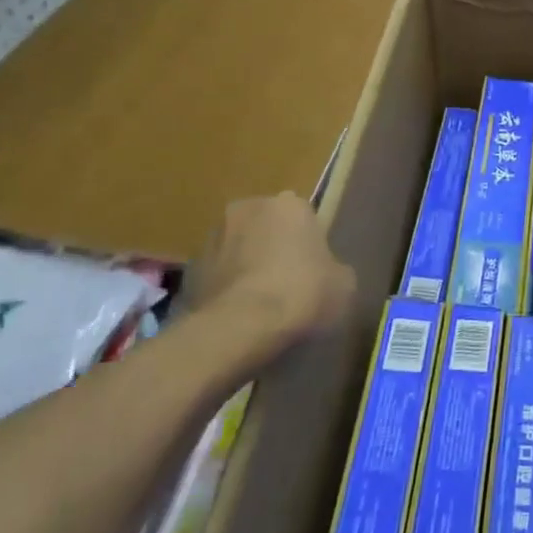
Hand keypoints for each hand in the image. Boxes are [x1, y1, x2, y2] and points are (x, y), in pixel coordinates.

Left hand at [187, 194, 355, 359]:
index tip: (314, 270)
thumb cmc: (302, 293)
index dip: (309, 244)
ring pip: (237, 248)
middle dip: (273, 247)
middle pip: (266, 226)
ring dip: (246, 266)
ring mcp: (212, 238)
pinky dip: (225, 288)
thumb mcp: (344, 284)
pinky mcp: (188, 269)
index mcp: (289, 204)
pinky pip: (216, 275)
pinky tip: (237, 316)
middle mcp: (247, 209)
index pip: (303, 217)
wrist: (239, 328)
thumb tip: (327, 275)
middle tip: (286, 282)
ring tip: (258, 303)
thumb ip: (334, 269)